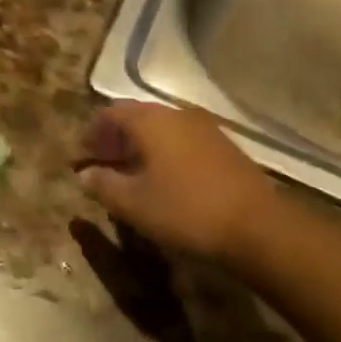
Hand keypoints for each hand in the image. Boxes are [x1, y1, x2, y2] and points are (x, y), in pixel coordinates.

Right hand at [77, 103, 274, 263]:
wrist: (259, 228)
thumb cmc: (186, 210)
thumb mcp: (135, 204)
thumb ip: (104, 185)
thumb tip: (85, 175)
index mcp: (150, 121)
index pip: (110, 113)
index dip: (92, 132)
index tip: (81, 155)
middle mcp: (176, 114)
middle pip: (136, 117)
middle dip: (115, 138)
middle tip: (103, 162)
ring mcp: (204, 128)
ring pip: (162, 129)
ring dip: (141, 146)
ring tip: (131, 173)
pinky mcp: (225, 146)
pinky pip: (183, 140)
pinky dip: (165, 153)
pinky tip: (165, 179)